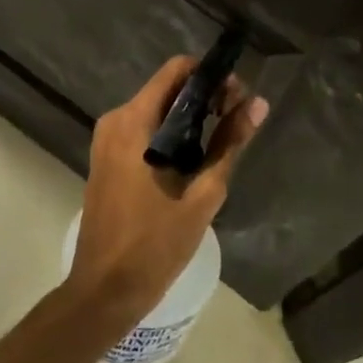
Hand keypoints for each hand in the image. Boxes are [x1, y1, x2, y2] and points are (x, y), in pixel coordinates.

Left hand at [65, 56, 268, 328]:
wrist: (104, 292)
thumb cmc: (155, 244)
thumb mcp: (203, 193)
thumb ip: (230, 142)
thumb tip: (258, 103)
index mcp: (134, 122)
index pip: (177, 70)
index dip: (211, 76)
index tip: (237, 98)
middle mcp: (116, 121)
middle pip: (167, 88)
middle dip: (204, 97)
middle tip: (236, 122)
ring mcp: (107, 140)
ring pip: (157, 109)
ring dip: (190, 117)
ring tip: (221, 141)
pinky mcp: (107, 158)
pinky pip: (144, 129)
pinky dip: (171, 133)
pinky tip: (194, 159)